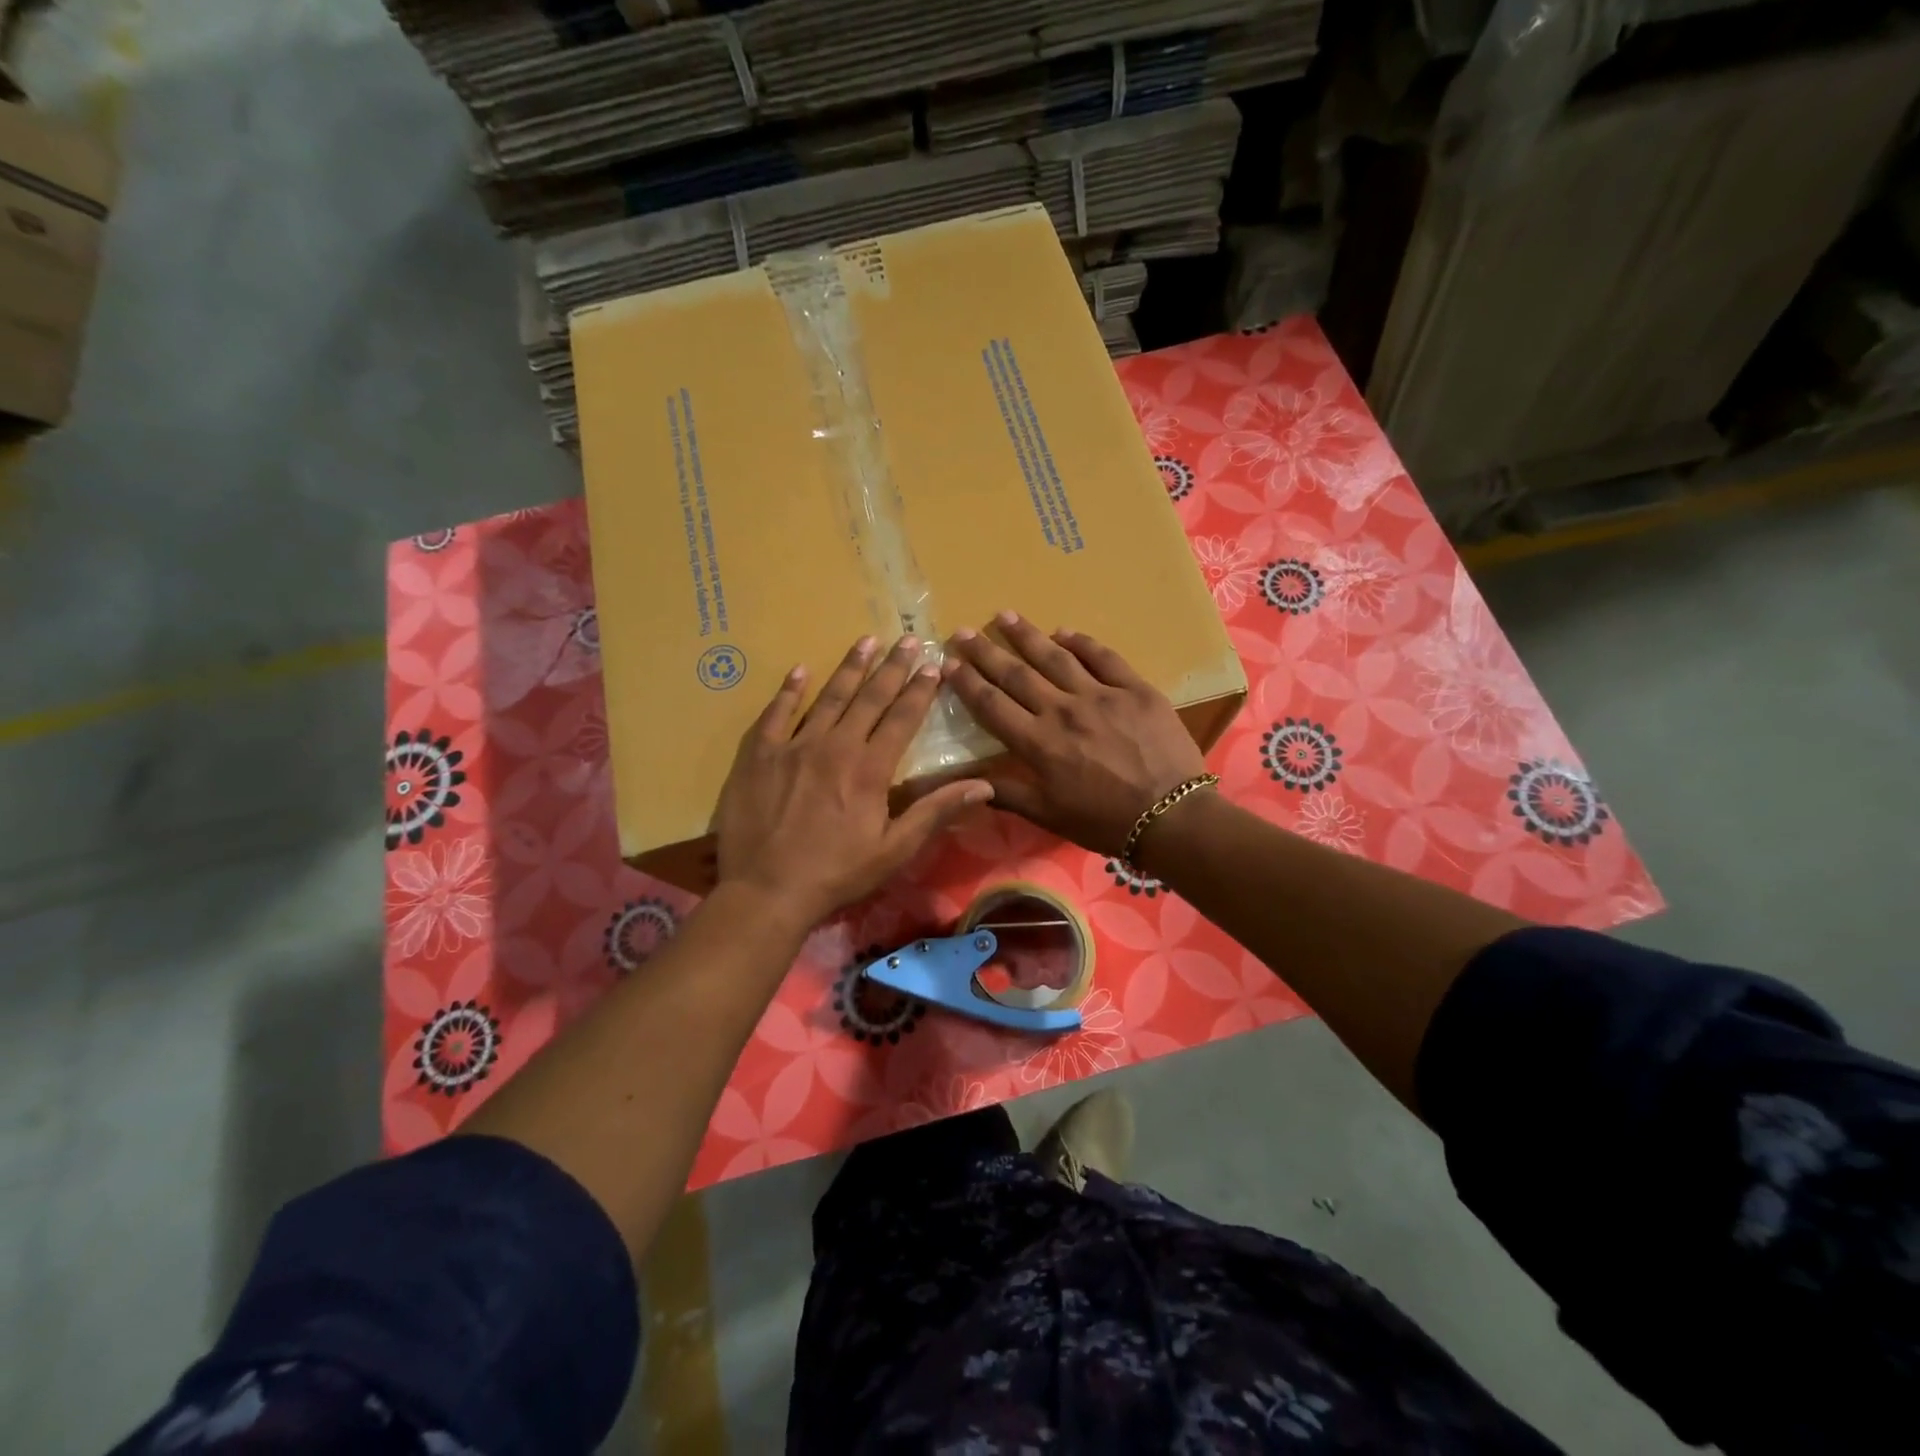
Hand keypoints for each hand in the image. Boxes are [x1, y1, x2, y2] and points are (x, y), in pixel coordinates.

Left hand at [715, 634, 993, 928]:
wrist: (766, 890)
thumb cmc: (836, 873)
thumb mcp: (895, 849)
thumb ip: (936, 811)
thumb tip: (984, 785)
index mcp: (870, 768)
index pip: (902, 718)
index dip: (919, 690)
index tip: (933, 665)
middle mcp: (835, 746)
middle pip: (869, 698)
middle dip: (892, 667)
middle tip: (907, 639)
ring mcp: (794, 746)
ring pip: (827, 697)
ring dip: (849, 668)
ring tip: (866, 641)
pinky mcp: (759, 754)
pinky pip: (776, 713)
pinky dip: (789, 690)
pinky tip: (800, 671)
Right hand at [941, 612, 1206, 856]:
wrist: (1171, 816)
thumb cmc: (1104, 821)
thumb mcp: (1048, 814)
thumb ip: (1006, 793)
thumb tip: (965, 782)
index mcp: (1038, 743)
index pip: (992, 705)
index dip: (967, 683)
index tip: (949, 663)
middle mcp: (1062, 711)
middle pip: (1016, 674)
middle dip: (986, 651)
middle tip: (964, 630)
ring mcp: (1100, 696)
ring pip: (1055, 657)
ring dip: (1027, 635)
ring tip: (1005, 616)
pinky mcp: (1134, 689)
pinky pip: (1103, 657)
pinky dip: (1081, 642)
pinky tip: (1064, 631)